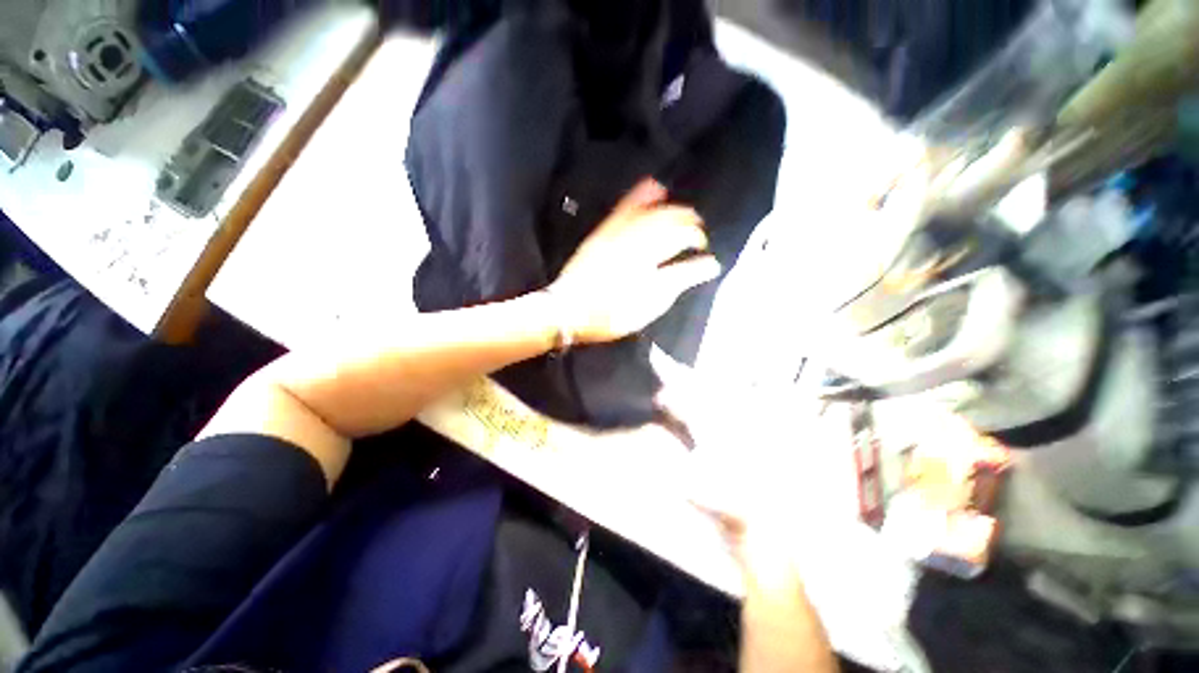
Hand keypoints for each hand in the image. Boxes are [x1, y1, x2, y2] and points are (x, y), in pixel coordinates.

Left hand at [547, 178, 720, 343]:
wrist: (567, 309)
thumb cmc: (608, 317)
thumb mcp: (645, 309)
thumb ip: (675, 285)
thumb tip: (705, 268)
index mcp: (648, 270)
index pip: (683, 253)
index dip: (700, 254)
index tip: (708, 259)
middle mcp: (636, 247)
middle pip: (671, 227)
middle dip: (691, 227)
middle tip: (699, 235)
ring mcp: (618, 236)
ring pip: (654, 214)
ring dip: (675, 211)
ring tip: (686, 214)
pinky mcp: (604, 232)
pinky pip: (626, 207)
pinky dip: (643, 195)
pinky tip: (655, 187)